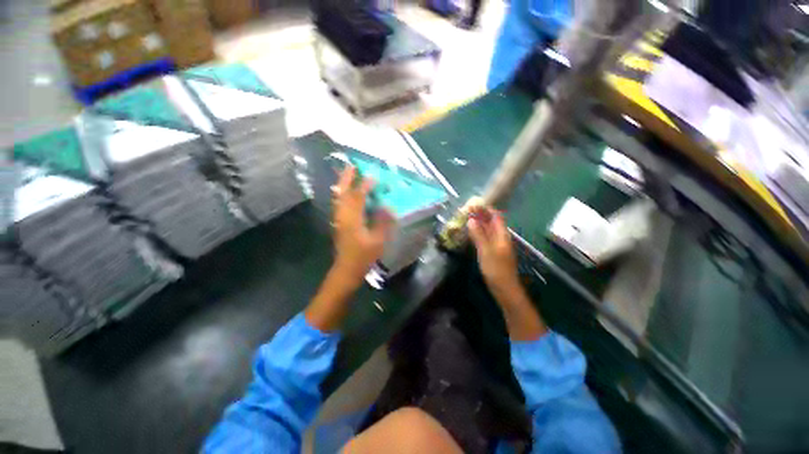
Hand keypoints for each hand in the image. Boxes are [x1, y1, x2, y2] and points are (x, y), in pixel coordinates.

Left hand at [331, 166, 394, 286]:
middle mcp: (342, 216)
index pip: (358, 197)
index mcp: (352, 219)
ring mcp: (338, 219)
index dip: (365, 185)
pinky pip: (339, 204)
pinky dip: (342, 195)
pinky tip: (346, 193)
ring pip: (339, 197)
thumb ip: (383, 222)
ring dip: (343, 185)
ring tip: (348, 174)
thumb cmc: (363, 256)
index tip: (374, 176)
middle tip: (352, 166)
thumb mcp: (377, 240)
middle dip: (347, 178)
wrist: (346, 269)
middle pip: (343, 193)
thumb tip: (387, 207)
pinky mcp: (338, 224)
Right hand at [468, 206, 545, 339]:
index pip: (495, 216)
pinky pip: (485, 238)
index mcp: (502, 235)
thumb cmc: (496, 270)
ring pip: (487, 230)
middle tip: (466, 211)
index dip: (485, 209)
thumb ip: (479, 235)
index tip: (473, 204)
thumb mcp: (486, 251)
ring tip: (465, 219)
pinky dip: (478, 233)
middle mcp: (501, 238)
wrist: (505, 289)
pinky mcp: (492, 252)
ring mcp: (497, 245)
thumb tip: (471, 220)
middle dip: (480, 215)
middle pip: (491, 222)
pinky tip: (470, 233)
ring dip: (478, 224)